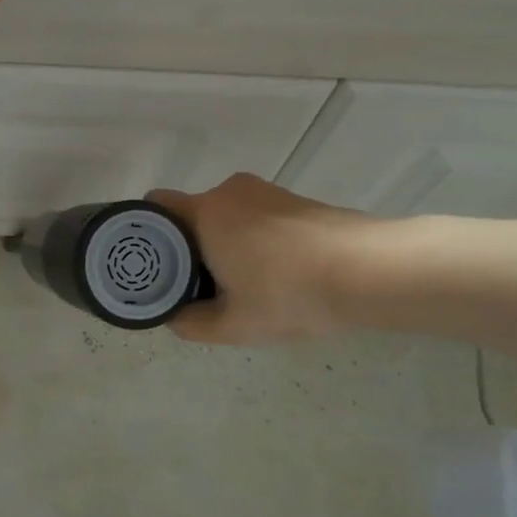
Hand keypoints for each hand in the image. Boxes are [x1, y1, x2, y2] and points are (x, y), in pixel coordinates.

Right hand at [148, 176, 382, 344]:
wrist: (370, 272)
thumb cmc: (290, 293)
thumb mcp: (234, 324)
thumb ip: (192, 324)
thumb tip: (174, 318)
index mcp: (204, 213)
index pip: (155, 205)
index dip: (146, 231)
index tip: (151, 262)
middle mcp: (228, 192)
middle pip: (190, 213)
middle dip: (187, 245)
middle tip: (195, 284)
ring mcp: (264, 192)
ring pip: (224, 215)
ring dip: (221, 242)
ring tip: (238, 283)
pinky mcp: (293, 199)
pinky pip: (253, 215)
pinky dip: (250, 238)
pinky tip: (271, 272)